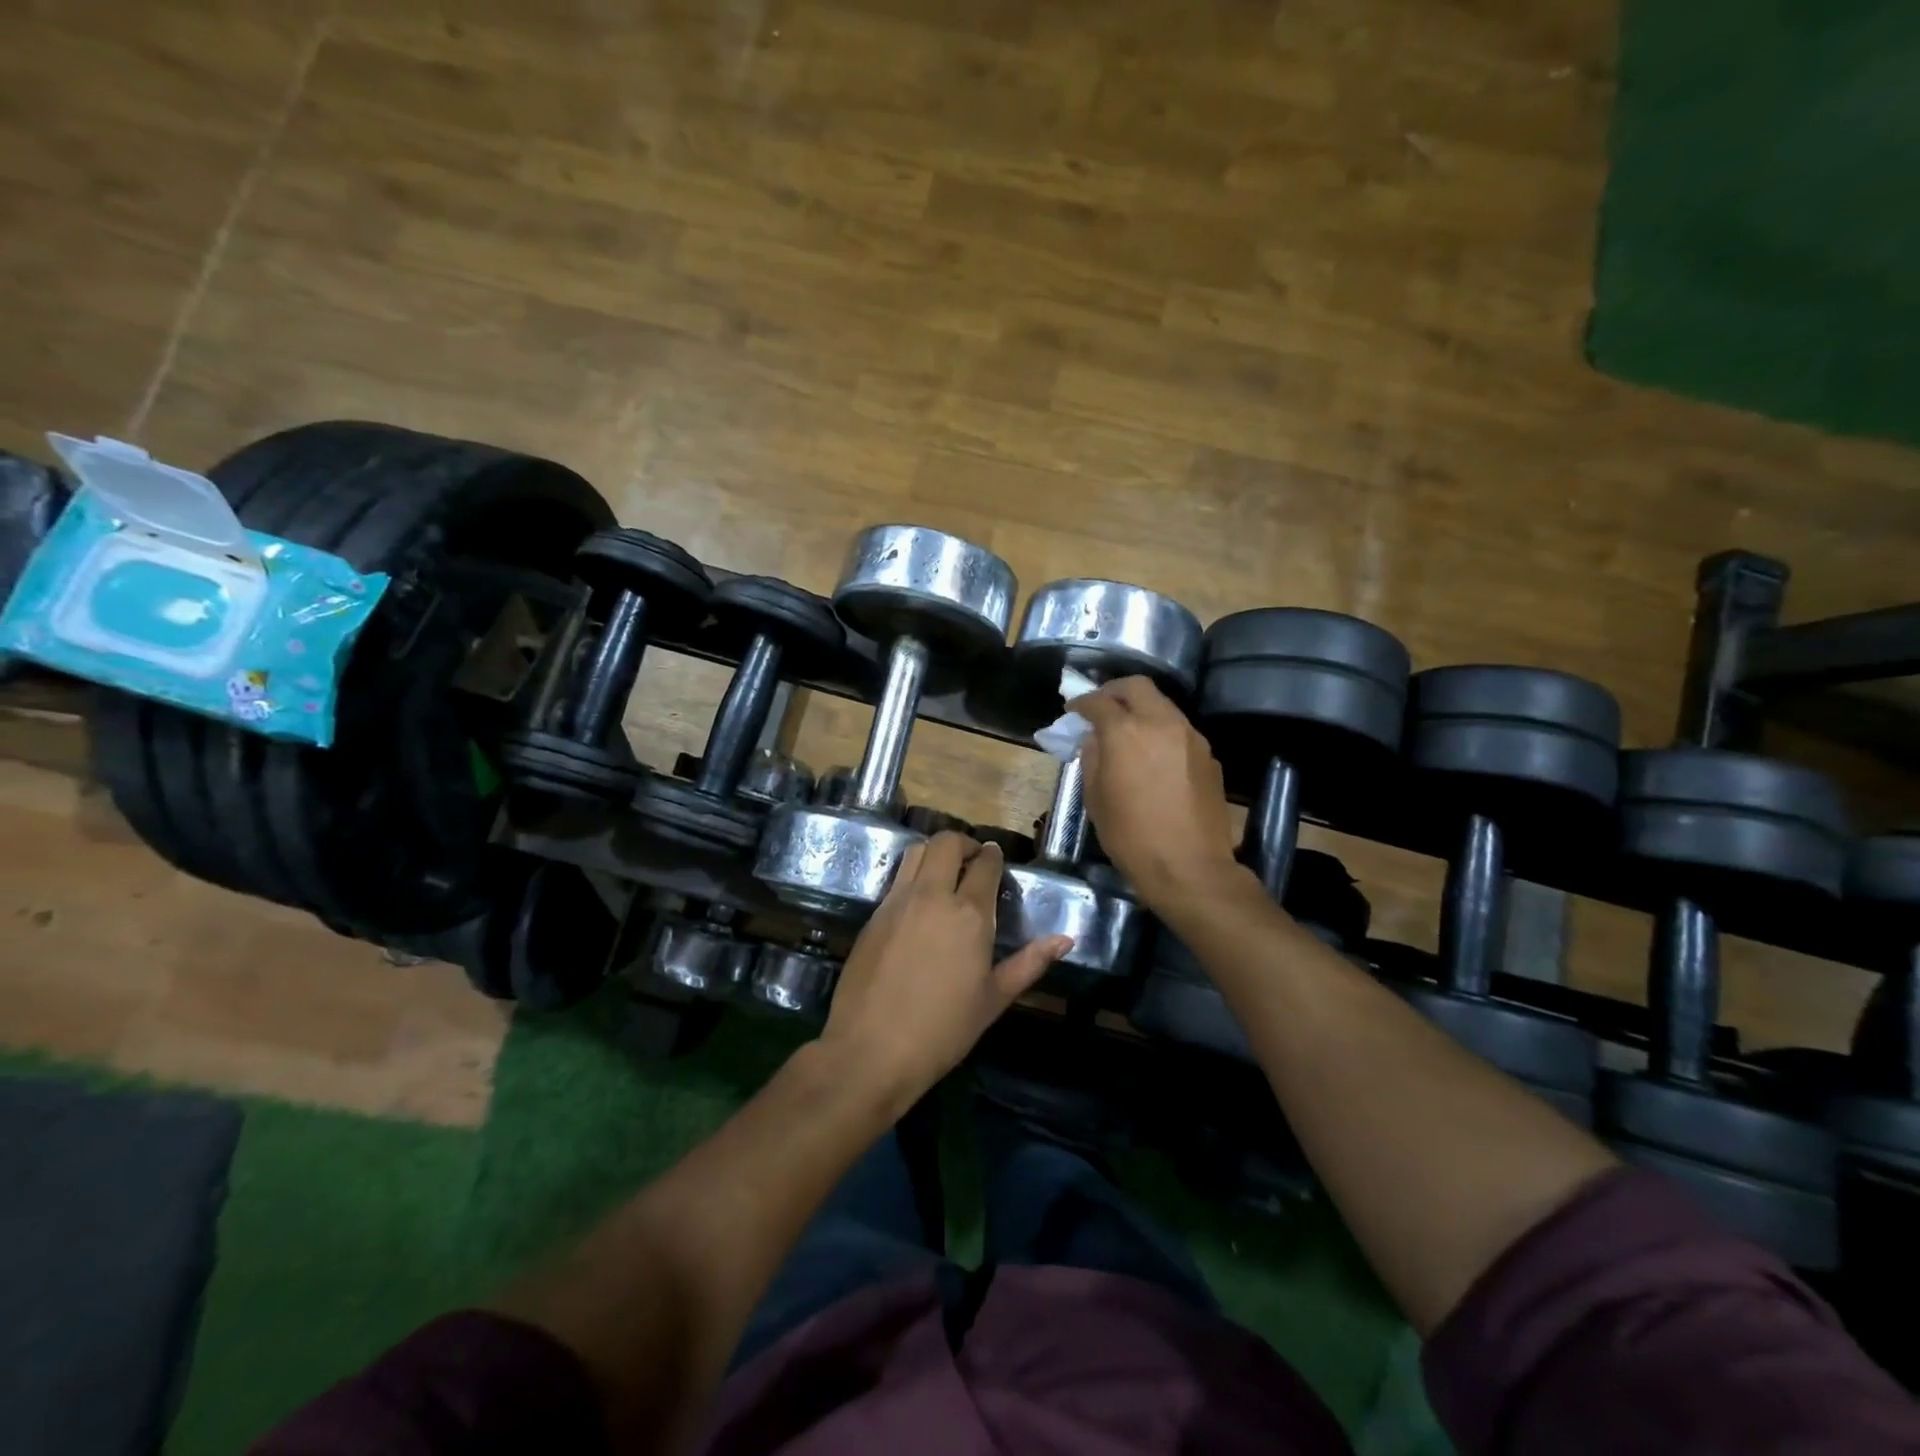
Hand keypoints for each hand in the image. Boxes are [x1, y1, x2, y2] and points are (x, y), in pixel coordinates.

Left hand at [821, 832, 1070, 1110]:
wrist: (871, 1049)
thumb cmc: (943, 1030)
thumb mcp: (994, 999)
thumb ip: (1030, 963)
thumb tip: (1065, 939)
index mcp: (969, 914)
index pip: (985, 864)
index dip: (993, 856)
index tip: (996, 859)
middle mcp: (933, 896)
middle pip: (946, 843)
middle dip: (964, 842)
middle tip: (973, 860)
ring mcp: (898, 901)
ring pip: (917, 851)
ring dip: (935, 852)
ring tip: (946, 873)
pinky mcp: (874, 915)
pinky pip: (897, 877)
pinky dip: (914, 873)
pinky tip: (921, 900)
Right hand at [1069, 677, 1240, 910]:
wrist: (1190, 867)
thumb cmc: (1131, 837)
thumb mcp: (1095, 800)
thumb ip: (1092, 759)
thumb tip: (1094, 740)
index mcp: (1125, 732)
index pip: (1098, 701)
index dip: (1081, 702)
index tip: (1073, 710)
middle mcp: (1160, 723)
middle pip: (1136, 686)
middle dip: (1114, 691)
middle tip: (1101, 707)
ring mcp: (1189, 736)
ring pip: (1162, 705)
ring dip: (1141, 709)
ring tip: (1127, 732)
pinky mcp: (1208, 754)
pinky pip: (1178, 729)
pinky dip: (1160, 731)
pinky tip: (1153, 756)